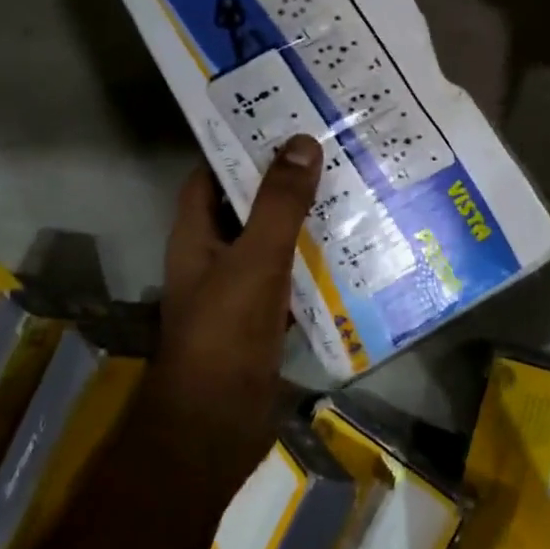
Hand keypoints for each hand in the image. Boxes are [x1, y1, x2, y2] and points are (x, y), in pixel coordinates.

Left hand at [157, 136, 322, 431]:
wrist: (216, 427)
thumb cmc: (225, 334)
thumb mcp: (254, 260)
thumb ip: (279, 205)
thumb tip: (301, 142)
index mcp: (196, 235)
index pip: (211, 175)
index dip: (240, 147)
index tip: (283, 121)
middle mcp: (214, 256)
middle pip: (247, 205)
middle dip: (284, 181)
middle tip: (332, 150)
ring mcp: (239, 289)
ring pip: (273, 242)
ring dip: (304, 221)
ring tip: (351, 188)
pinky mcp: (264, 318)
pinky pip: (291, 278)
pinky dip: (314, 263)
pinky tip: (353, 249)